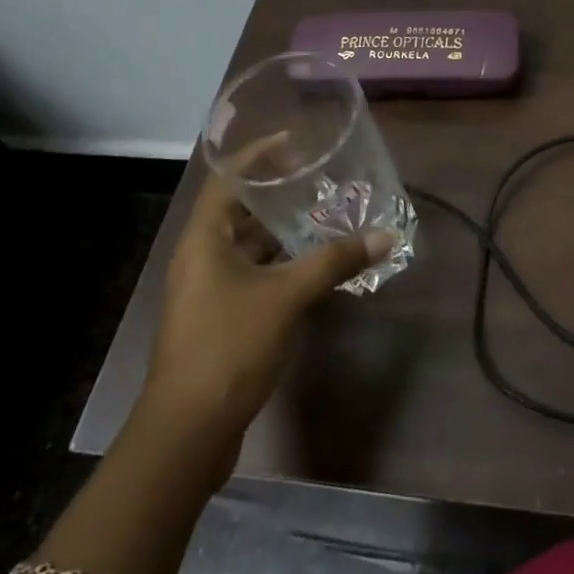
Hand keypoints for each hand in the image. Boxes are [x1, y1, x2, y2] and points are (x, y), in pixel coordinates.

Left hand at [139, 170, 393, 446]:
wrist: (189, 430)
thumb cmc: (230, 347)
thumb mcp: (287, 296)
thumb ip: (335, 262)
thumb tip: (385, 235)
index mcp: (203, 240)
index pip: (227, 179)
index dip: (258, 156)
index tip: (295, 143)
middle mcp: (200, 258)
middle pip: (239, 212)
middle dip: (278, 196)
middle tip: (321, 180)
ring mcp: (207, 291)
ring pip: (248, 247)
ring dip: (283, 233)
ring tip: (325, 217)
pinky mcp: (219, 319)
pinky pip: (253, 276)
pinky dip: (281, 265)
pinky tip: (314, 267)